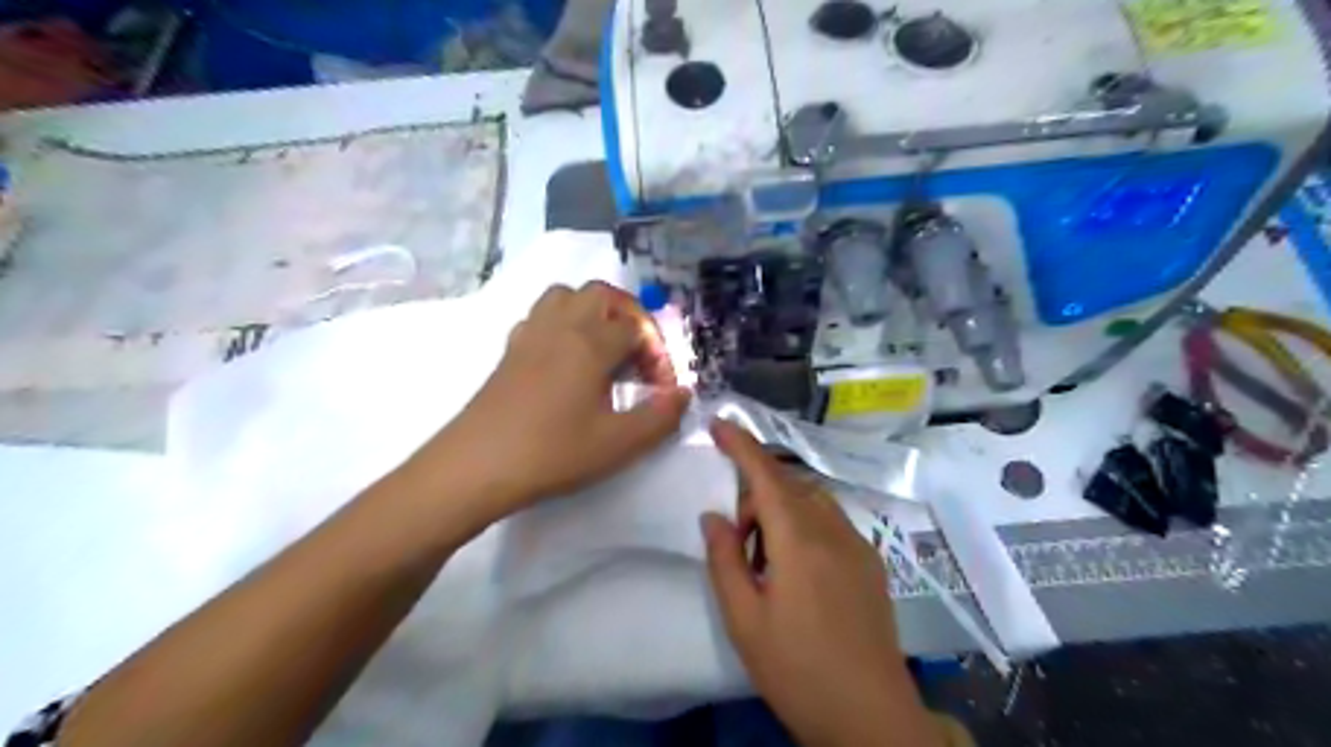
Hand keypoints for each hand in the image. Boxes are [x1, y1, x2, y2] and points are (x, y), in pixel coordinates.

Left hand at [423, 283, 685, 522]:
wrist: (476, 466)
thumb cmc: (552, 453)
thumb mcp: (618, 444)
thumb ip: (659, 417)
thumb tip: (683, 395)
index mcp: (590, 343)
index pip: (636, 329)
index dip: (657, 354)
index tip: (660, 389)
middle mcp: (561, 327)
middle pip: (601, 294)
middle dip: (629, 316)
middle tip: (638, 353)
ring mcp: (530, 335)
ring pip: (566, 296)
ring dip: (593, 312)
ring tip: (605, 348)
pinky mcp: (510, 350)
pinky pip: (541, 315)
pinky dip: (563, 323)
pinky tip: (567, 359)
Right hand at [702, 423, 938, 746]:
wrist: (871, 716)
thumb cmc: (797, 670)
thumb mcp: (744, 620)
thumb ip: (724, 560)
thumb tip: (713, 516)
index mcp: (799, 541)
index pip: (766, 475)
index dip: (741, 445)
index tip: (720, 423)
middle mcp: (833, 530)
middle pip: (788, 485)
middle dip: (756, 494)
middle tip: (737, 540)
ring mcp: (858, 545)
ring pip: (811, 501)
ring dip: (781, 510)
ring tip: (765, 558)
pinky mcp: (871, 562)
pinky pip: (831, 521)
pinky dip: (804, 524)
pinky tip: (797, 569)